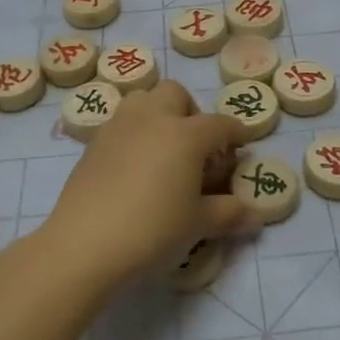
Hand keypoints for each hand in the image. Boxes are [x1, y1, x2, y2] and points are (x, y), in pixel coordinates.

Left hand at [41, 80, 257, 291]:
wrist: (85, 245)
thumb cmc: (152, 231)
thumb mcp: (197, 225)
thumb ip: (228, 213)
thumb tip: (255, 216)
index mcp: (185, 135)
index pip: (219, 124)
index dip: (236, 133)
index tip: (242, 144)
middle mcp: (152, 119)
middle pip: (175, 94)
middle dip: (191, 112)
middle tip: (196, 146)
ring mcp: (118, 127)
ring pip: (142, 100)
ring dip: (158, 113)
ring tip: (163, 149)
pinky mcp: (92, 144)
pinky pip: (120, 124)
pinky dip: (134, 133)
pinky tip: (134, 167)